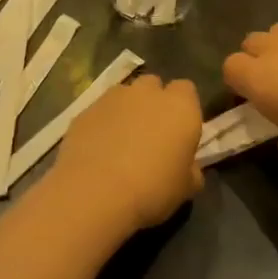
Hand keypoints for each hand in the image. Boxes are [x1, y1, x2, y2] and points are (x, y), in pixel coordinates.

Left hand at [49, 74, 202, 238]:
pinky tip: (98, 150)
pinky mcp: (85, 110)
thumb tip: (190, 167)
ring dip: (126, 111)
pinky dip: (102, 124)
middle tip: (151, 134)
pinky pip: (100, 112)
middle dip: (153, 102)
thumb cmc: (152, 189)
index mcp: (180, 106)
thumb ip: (192, 170)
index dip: (183, 108)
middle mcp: (148, 92)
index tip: (179, 132)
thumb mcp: (186, 187)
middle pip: (154, 86)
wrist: (95, 192)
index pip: (187, 90)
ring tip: (121, 142)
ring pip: (124, 95)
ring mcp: (113, 98)